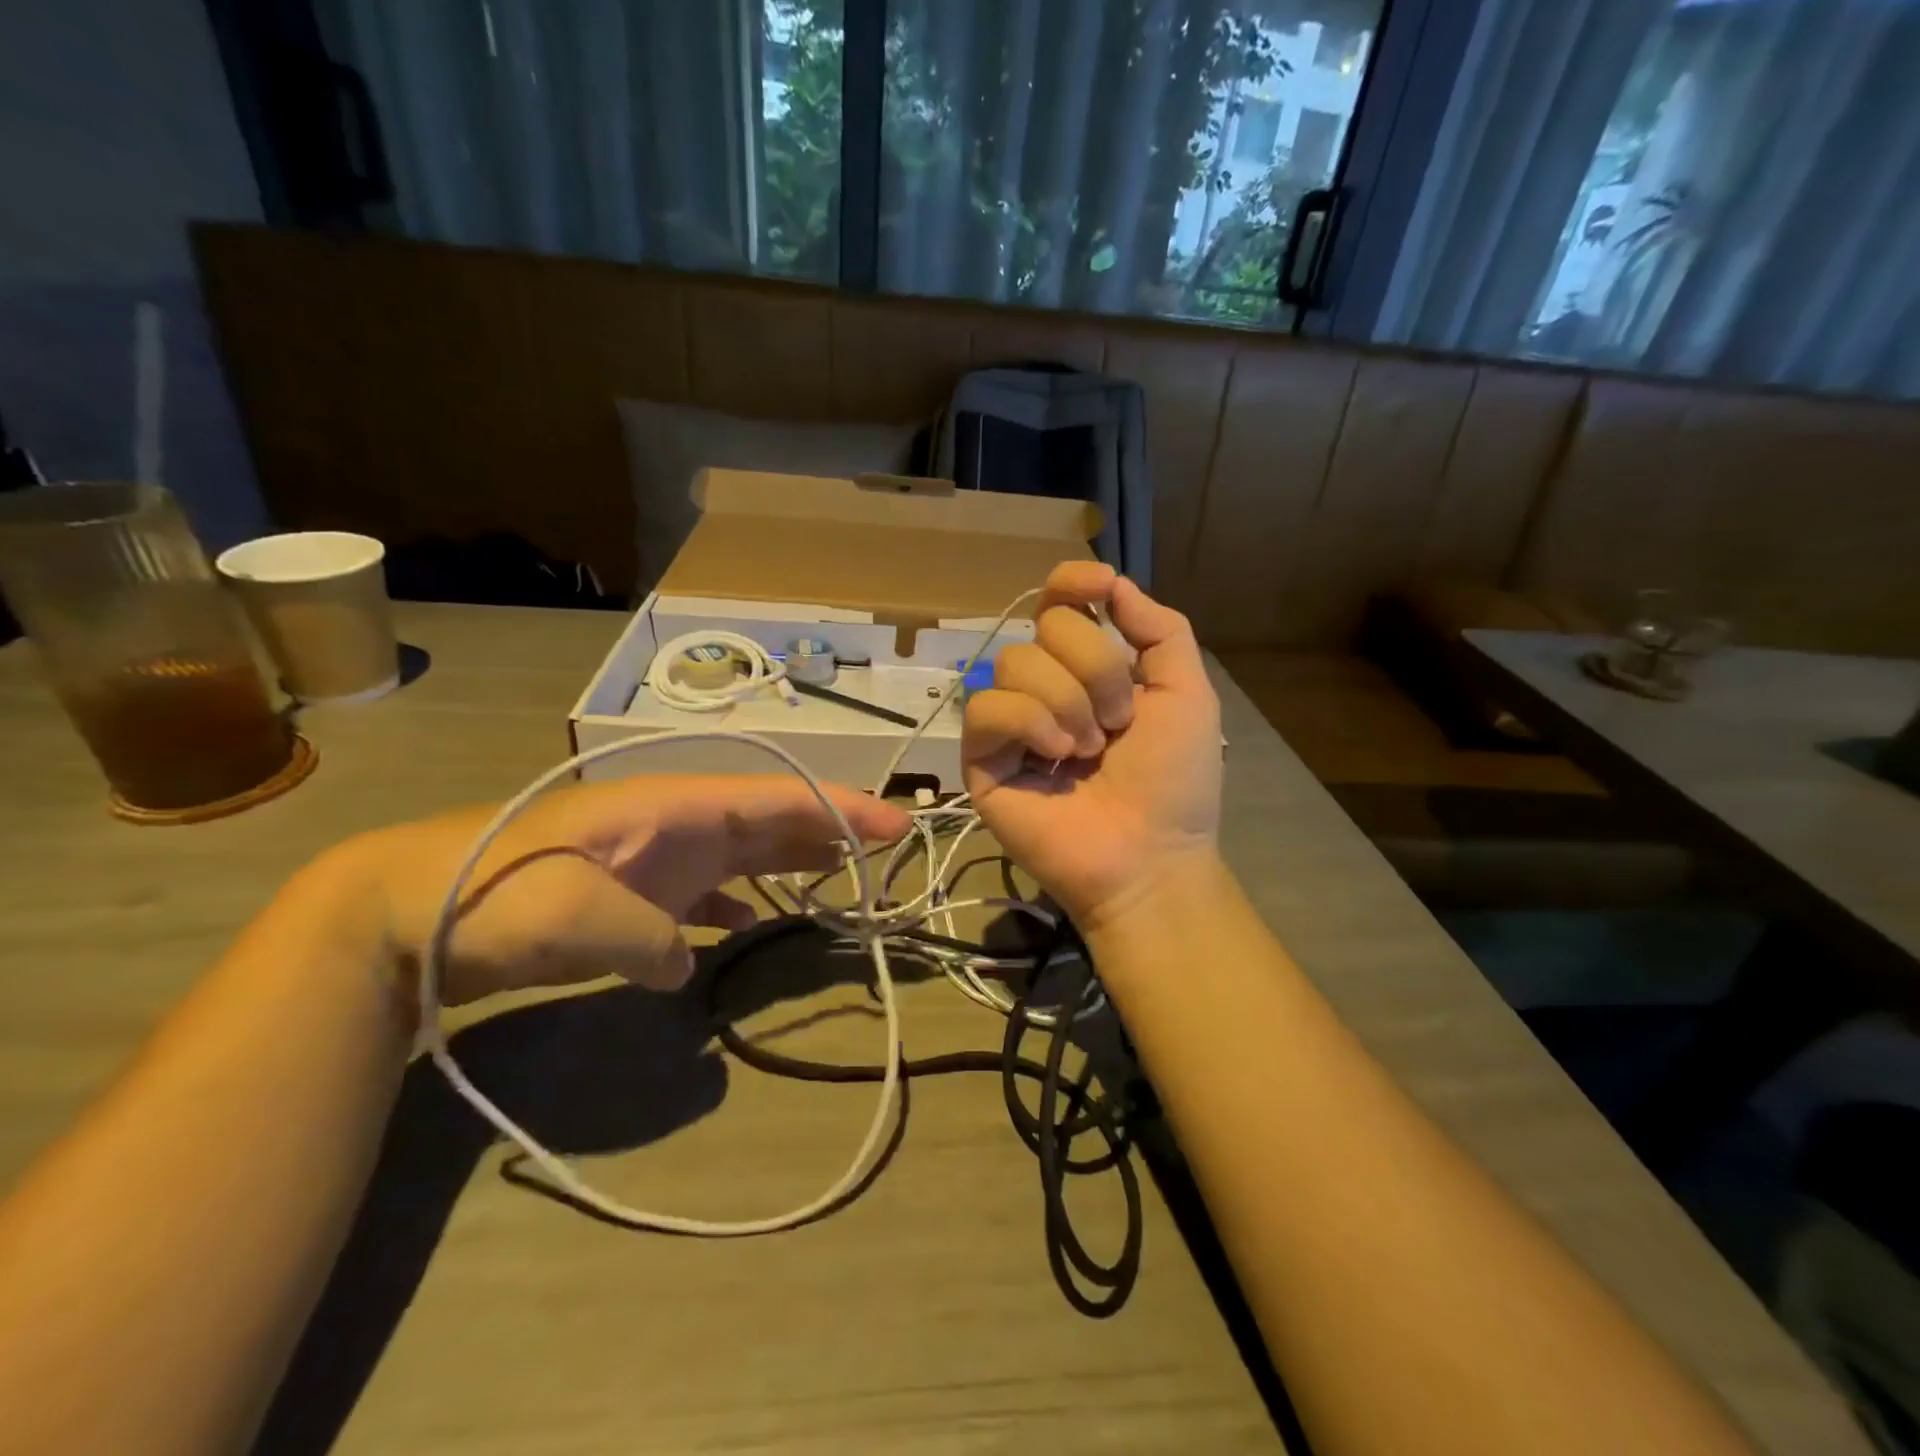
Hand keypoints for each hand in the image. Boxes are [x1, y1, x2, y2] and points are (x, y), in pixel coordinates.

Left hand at [342, 775, 910, 1005]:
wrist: (406, 906)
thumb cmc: (490, 894)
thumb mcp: (570, 918)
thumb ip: (649, 937)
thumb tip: (687, 961)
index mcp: (673, 808)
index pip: (776, 798)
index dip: (841, 808)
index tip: (896, 825)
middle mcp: (675, 823)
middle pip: (771, 818)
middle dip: (831, 829)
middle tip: (888, 850)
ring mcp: (655, 856)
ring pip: (744, 851)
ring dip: (793, 859)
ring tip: (842, 876)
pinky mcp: (634, 891)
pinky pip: (707, 890)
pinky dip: (739, 900)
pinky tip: (750, 921)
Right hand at [964, 562, 1221, 932]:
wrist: (1151, 855)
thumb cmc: (1174, 780)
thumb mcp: (1186, 693)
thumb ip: (1160, 630)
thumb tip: (1112, 583)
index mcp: (1088, 669)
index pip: (1059, 604)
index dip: (1071, 582)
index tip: (1099, 587)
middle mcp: (1045, 686)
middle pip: (1045, 628)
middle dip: (1095, 669)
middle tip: (1117, 724)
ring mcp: (1011, 723)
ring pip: (1014, 663)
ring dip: (1067, 703)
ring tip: (1089, 751)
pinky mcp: (982, 758)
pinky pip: (987, 707)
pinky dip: (1029, 723)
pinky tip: (1056, 758)